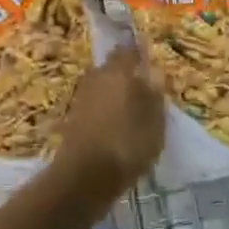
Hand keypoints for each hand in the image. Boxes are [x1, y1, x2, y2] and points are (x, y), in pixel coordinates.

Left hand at [56, 46, 165, 189]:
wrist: (84, 176)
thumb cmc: (128, 145)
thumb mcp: (155, 122)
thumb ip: (155, 96)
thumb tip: (153, 75)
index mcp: (119, 72)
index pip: (130, 52)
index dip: (139, 55)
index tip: (150, 63)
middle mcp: (97, 78)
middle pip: (112, 68)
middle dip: (126, 74)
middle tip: (143, 88)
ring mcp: (82, 97)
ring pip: (102, 86)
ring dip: (114, 93)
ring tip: (132, 110)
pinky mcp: (73, 118)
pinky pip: (95, 105)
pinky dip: (105, 110)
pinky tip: (116, 126)